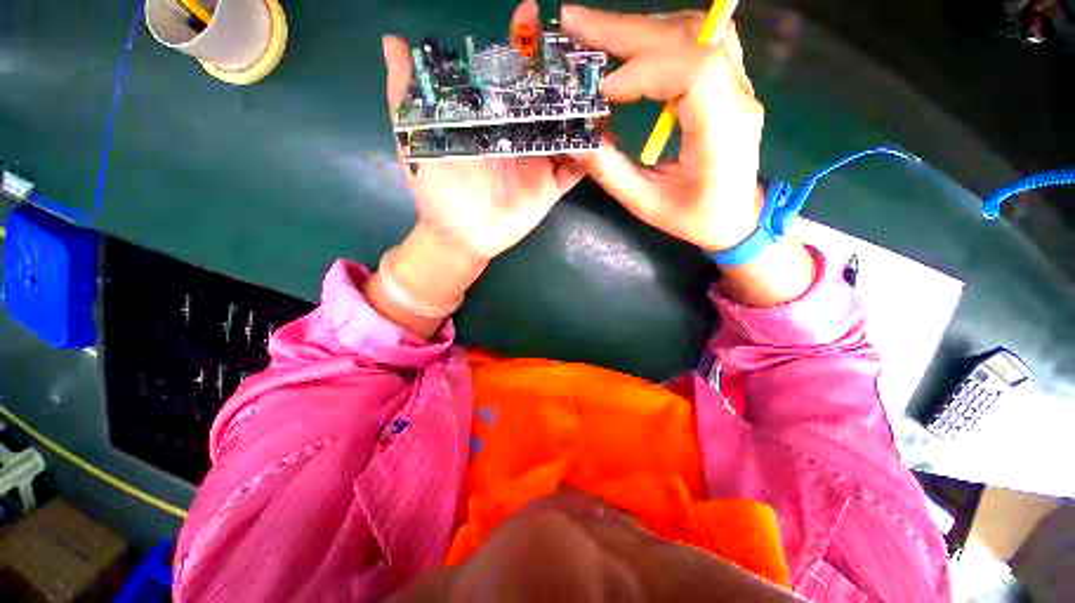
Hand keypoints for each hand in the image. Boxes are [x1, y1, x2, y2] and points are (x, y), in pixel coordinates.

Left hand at [383, 0, 584, 260]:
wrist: (459, 234)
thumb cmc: (436, 188)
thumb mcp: (414, 137)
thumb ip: (407, 94)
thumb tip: (392, 42)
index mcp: (492, 117)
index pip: (511, 74)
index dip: (521, 46)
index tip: (530, 18)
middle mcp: (520, 132)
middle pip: (548, 98)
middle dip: (566, 76)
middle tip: (586, 55)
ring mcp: (539, 160)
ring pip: (569, 130)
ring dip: (587, 112)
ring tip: (605, 92)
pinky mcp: (552, 186)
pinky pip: (577, 169)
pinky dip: (592, 156)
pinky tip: (604, 140)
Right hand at [561, 6, 764, 252]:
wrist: (737, 218)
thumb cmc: (695, 218)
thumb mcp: (647, 204)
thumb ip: (611, 173)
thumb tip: (578, 141)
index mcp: (722, 132)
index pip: (693, 71)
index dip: (643, 70)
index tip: (603, 91)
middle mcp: (738, 96)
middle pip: (689, 37)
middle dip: (626, 30)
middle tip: (575, 23)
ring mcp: (738, 84)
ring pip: (694, 30)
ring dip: (642, 27)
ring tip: (597, 32)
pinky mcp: (729, 83)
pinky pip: (697, 42)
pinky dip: (658, 37)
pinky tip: (631, 44)